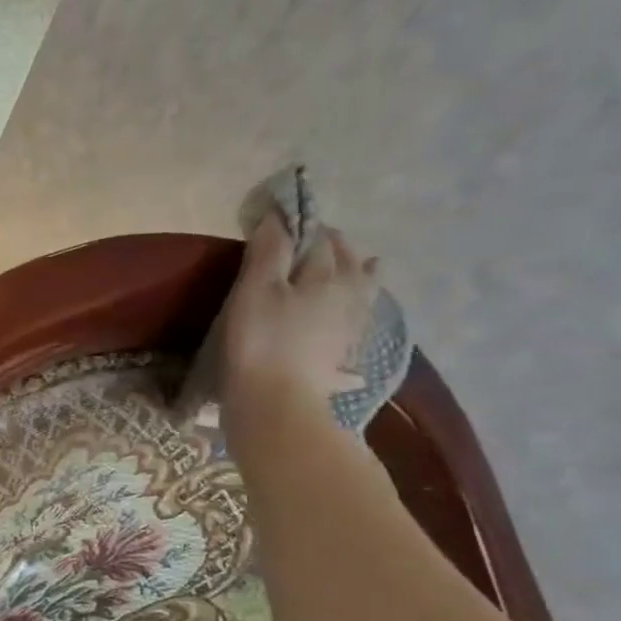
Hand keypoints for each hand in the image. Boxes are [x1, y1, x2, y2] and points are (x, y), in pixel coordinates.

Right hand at [218, 214, 377, 413]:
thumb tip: (279, 216)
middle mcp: (349, 296)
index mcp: (327, 275)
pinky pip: (359, 321)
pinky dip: (359, 309)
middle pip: (349, 263)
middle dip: (336, 247)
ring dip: (361, 274)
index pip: (320, 239)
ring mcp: (351, 328)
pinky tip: (358, 316)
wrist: (277, 403)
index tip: (285, 220)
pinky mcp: (344, 355)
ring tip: (365, 266)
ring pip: (363, 291)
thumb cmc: (261, 340)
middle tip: (320, 239)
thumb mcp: (255, 289)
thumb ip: (269, 250)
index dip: (303, 226)